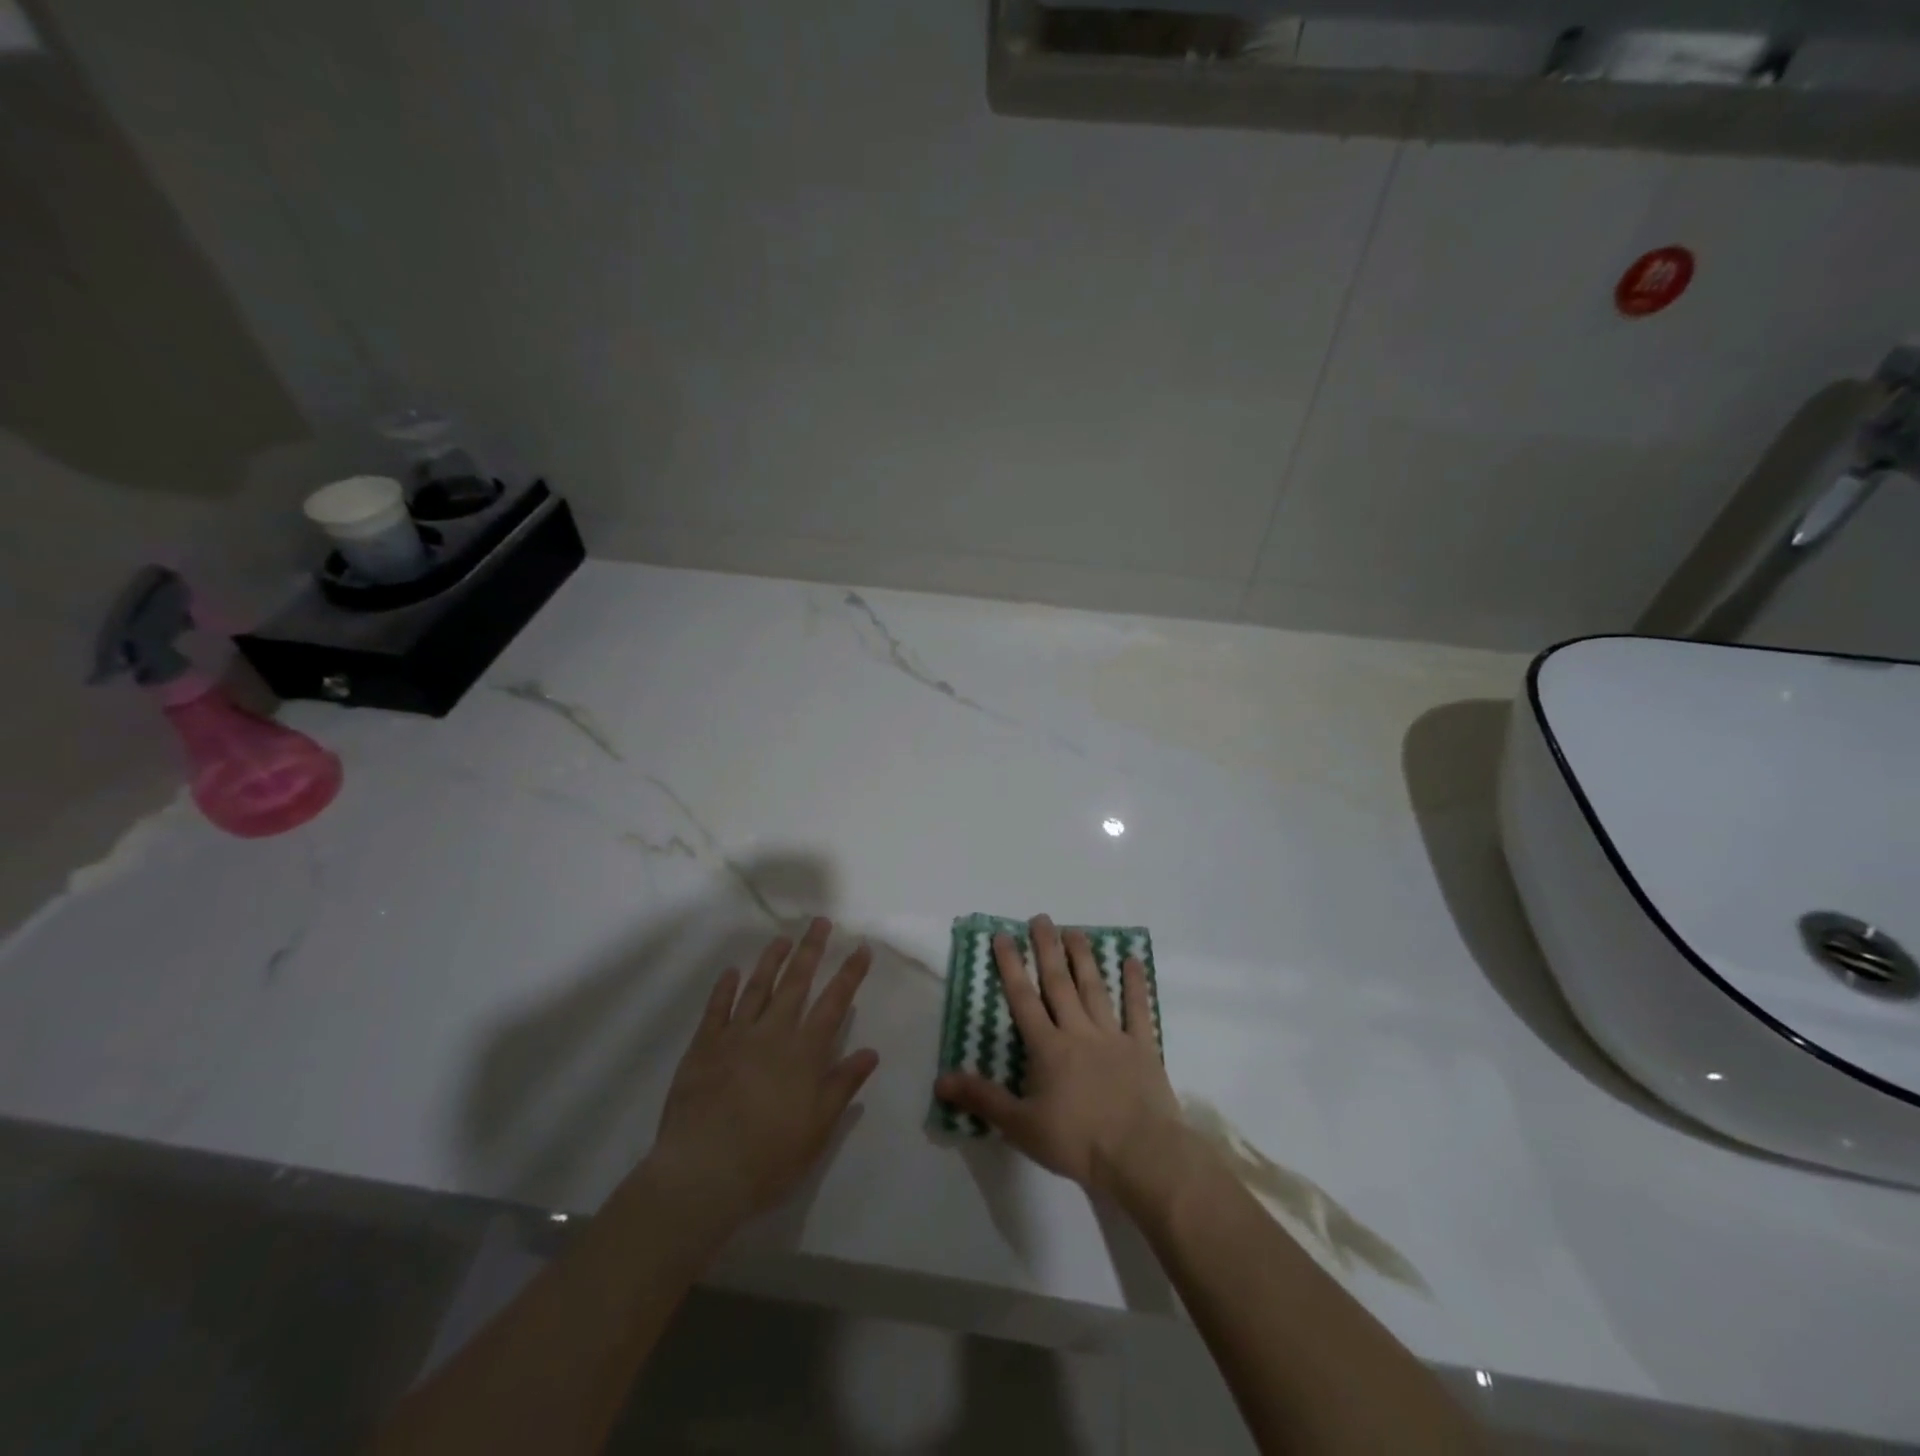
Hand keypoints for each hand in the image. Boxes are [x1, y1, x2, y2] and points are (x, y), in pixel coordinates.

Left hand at [640, 918, 878, 1231]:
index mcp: (805, 1053)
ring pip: (757, 988)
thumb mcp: (818, 1129)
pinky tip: (731, 972)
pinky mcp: (703, 1047)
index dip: (850, 974)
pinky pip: (716, 1009)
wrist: (703, 1173)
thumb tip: (870, 1051)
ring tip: (782, 939)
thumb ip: (843, 1085)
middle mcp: (773, 1034)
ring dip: (771, 961)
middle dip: (811, 950)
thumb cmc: (769, 1157)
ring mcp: (735, 1036)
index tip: (862, 948)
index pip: (834, 1003)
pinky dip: (724, 988)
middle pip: (796, 983)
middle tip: (820, 922)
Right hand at [935, 914, 1186, 1200]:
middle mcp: (1078, 1031)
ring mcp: (1113, 1036)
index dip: (1011, 966)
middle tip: (1041, 918)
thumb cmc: (1078, 1141)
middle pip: (1059, 983)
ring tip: (1075, 930)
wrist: (1141, 1154)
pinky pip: (1138, 1010)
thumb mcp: (1021, 1126)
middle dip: (1047, 949)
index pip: (1023, 999)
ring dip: (1084, 958)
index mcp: (1048, 1048)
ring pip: (1095, 988)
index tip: (1003, 936)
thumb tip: (940, 1079)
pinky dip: (1135, 984)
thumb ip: (982, 1099)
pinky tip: (1132, 960)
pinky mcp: (1143, 1047)